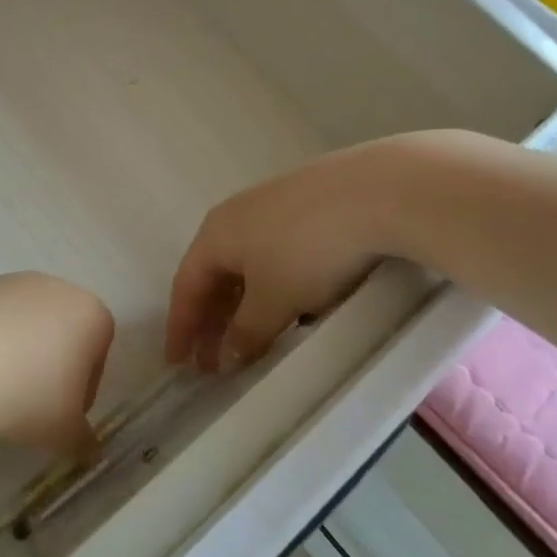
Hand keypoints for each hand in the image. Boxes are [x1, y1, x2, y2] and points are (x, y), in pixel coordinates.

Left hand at [0, 273, 113, 459]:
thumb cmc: (26, 396)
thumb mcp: (64, 432)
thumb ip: (84, 440)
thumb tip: (92, 451)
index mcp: (90, 314)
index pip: (98, 353)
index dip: (83, 389)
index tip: (62, 414)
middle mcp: (55, 288)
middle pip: (61, 332)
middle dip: (50, 366)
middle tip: (31, 405)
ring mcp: (11, 282)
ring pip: (24, 324)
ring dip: (17, 353)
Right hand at [167, 142, 405, 372]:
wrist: (377, 192)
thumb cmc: (308, 249)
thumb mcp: (274, 300)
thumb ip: (246, 332)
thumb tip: (227, 357)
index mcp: (214, 235)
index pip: (186, 286)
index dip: (180, 328)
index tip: (178, 364)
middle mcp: (234, 216)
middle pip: (214, 276)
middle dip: (212, 321)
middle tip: (215, 362)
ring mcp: (271, 207)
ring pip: (246, 266)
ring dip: (244, 307)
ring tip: (253, 340)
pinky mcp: (306, 206)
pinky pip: (275, 255)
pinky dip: (273, 287)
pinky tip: (294, 306)